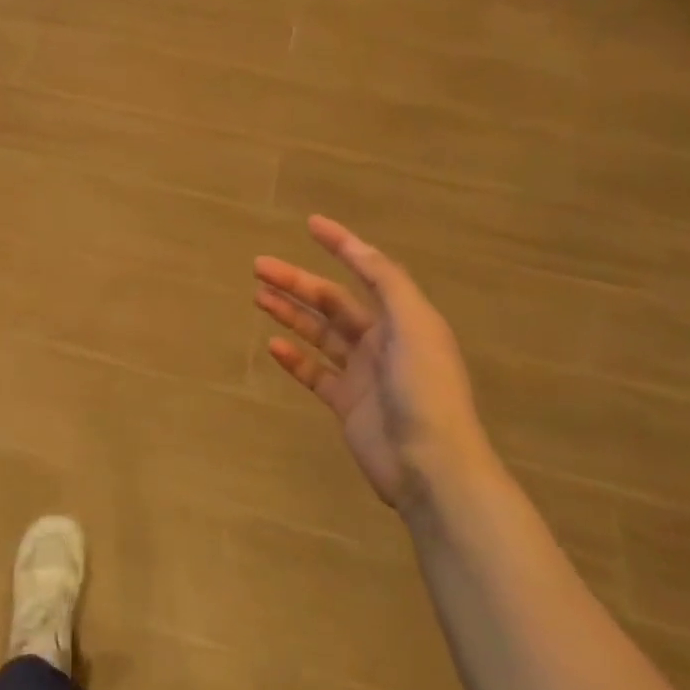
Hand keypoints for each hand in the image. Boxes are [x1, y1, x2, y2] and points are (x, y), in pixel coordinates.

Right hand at [253, 216, 488, 512]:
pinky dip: (294, 358)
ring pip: (319, 334)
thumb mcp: (413, 325)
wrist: (431, 465)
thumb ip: (387, 282)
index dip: (342, 245)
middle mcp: (384, 340)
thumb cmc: (424, 389)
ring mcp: (364, 373)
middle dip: (297, 282)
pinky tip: (273, 346)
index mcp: (404, 318)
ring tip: (258, 297)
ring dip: (290, 314)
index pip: (368, 271)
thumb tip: (359, 247)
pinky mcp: (347, 403)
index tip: (311, 225)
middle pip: (333, 302)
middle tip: (259, 267)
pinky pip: (315, 373)